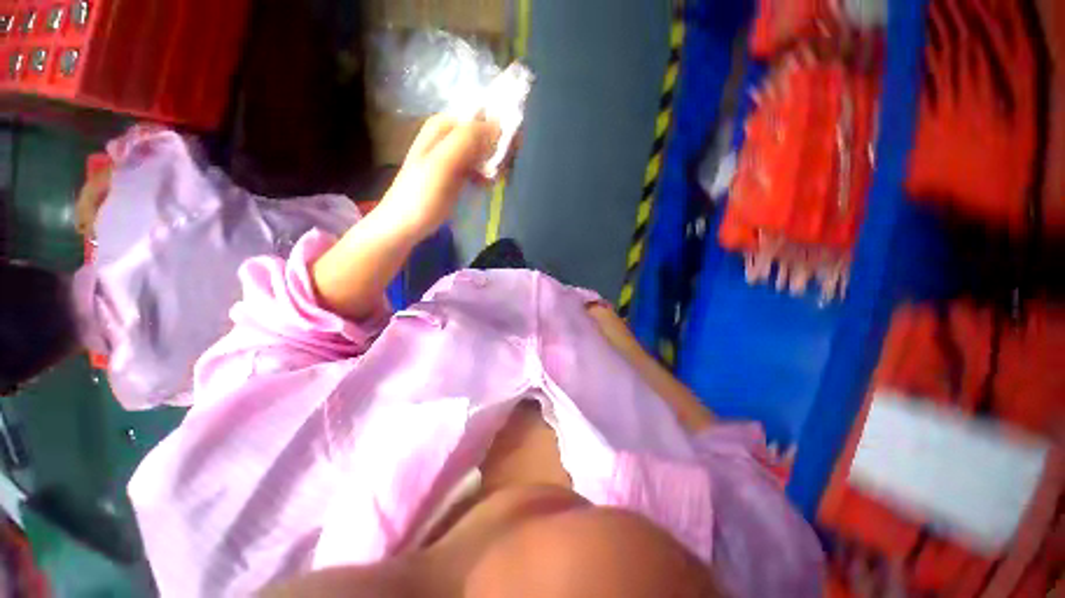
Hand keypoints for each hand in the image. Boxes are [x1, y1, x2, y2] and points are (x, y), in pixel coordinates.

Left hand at [379, 116, 500, 239]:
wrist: (404, 225)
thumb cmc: (421, 197)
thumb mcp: (442, 164)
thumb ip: (466, 140)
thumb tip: (498, 125)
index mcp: (444, 126)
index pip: (482, 115)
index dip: (500, 130)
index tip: (510, 152)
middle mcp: (449, 135)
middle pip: (485, 132)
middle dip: (498, 149)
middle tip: (501, 170)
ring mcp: (453, 155)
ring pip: (484, 150)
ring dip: (495, 164)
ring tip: (496, 180)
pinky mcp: (457, 173)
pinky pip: (479, 166)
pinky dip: (487, 174)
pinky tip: (488, 185)